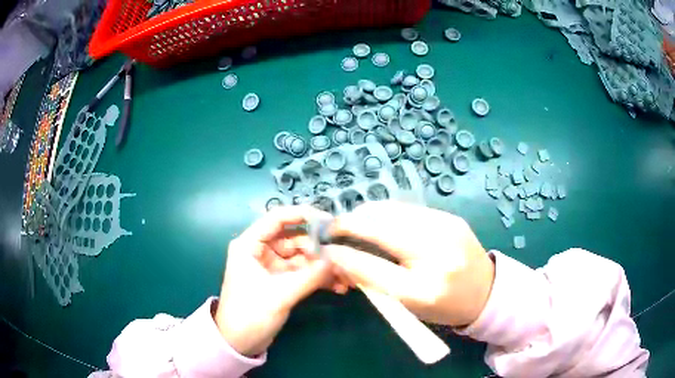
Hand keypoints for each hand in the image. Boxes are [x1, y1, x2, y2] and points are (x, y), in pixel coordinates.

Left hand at [214, 206, 345, 356]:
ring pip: (302, 257)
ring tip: (345, 275)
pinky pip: (303, 273)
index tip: (328, 221)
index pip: (277, 218)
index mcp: (250, 245)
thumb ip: (310, 276)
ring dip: (322, 265)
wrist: (239, 342)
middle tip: (342, 257)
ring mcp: (272, 267)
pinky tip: (337, 285)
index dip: (302, 215)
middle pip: (294, 239)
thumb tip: (338, 259)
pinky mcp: (281, 281)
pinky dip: (318, 277)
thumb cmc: (250, 314)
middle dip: (318, 248)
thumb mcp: (280, 294)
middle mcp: (261, 251)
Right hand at [325, 201, 494, 326]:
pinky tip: (380, 222)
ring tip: (354, 224)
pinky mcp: (450, 216)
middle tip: (334, 229)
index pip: (371, 266)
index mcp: (424, 288)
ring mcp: (446, 228)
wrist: (486, 292)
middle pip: (381, 226)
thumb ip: (372, 281)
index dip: (342, 253)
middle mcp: (436, 253)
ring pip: (392, 210)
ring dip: (366, 215)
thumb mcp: (406, 304)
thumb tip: (340, 257)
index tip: (324, 245)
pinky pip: (408, 209)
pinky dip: (386, 213)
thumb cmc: (443, 307)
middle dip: (350, 223)